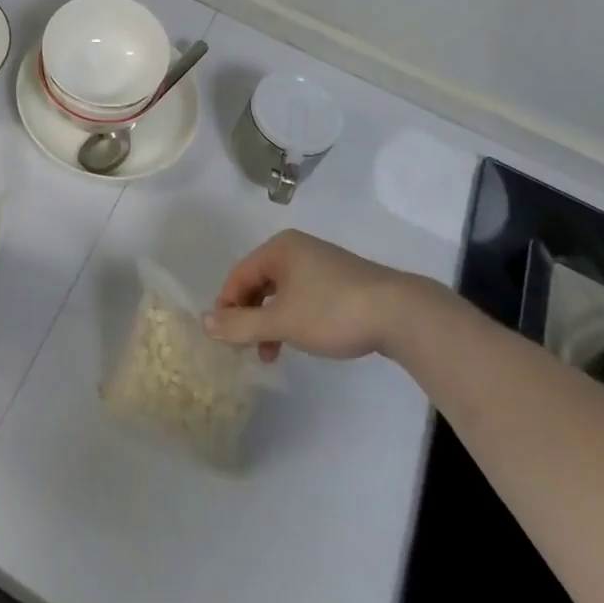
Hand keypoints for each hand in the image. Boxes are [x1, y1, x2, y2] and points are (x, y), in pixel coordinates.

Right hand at [204, 229, 421, 362]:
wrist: (398, 313)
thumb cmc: (331, 312)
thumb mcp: (282, 322)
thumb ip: (241, 324)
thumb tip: (205, 322)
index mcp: (278, 249)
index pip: (238, 275)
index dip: (227, 306)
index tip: (225, 339)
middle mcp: (296, 248)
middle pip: (259, 282)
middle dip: (250, 316)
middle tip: (247, 348)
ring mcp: (320, 262)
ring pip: (281, 292)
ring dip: (271, 321)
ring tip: (273, 353)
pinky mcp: (340, 280)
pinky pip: (303, 295)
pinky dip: (293, 317)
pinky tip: (302, 338)